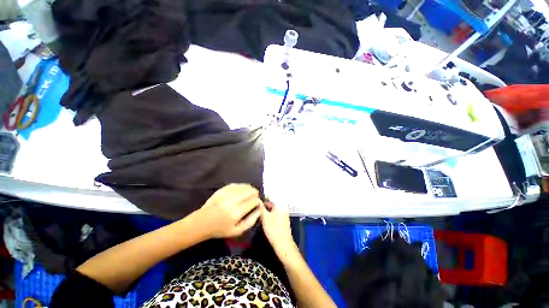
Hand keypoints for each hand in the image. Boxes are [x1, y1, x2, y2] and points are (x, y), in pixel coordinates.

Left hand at [199, 184, 260, 238]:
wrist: (202, 223)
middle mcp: (232, 201)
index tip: (258, 203)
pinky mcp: (221, 190)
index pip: (254, 201)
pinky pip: (236, 185)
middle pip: (250, 191)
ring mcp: (226, 194)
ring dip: (250, 189)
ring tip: (250, 193)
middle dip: (255, 193)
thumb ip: (251, 221)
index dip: (258, 201)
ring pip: (244, 186)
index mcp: (236, 213)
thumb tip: (259, 209)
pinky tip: (242, 190)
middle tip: (255, 197)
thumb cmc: (220, 229)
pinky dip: (242, 187)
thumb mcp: (237, 231)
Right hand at [260, 201, 295, 252]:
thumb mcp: (265, 217)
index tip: (255, 198)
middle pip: (272, 201)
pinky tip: (264, 216)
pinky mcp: (283, 217)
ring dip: (266, 208)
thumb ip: (261, 207)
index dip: (263, 196)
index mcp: (280, 204)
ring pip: (273, 206)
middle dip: (264, 203)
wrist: (283, 243)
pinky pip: (275, 211)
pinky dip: (270, 212)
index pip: (271, 196)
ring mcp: (284, 212)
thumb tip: (257, 200)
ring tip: (258, 210)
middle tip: (256, 205)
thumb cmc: (273, 229)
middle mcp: (283, 206)